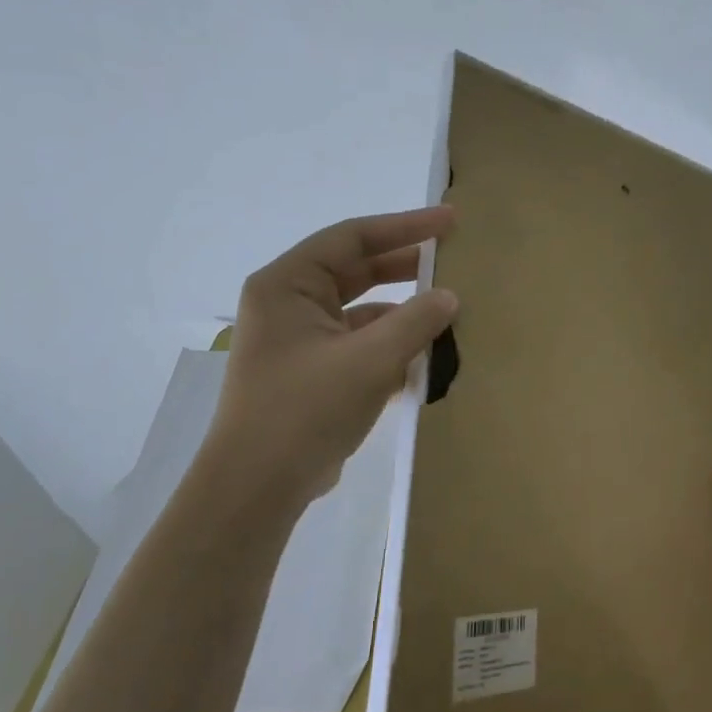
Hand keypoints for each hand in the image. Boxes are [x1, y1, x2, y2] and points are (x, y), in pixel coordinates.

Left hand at [209, 206, 457, 510]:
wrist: (257, 489)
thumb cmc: (304, 411)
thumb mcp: (369, 361)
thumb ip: (415, 322)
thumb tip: (451, 297)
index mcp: (288, 284)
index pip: (352, 237)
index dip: (405, 226)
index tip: (450, 222)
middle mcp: (289, 304)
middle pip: (356, 270)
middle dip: (406, 265)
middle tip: (455, 258)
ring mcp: (300, 340)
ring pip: (361, 311)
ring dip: (403, 313)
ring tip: (450, 314)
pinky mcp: (312, 373)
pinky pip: (359, 344)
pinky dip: (391, 346)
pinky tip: (427, 358)